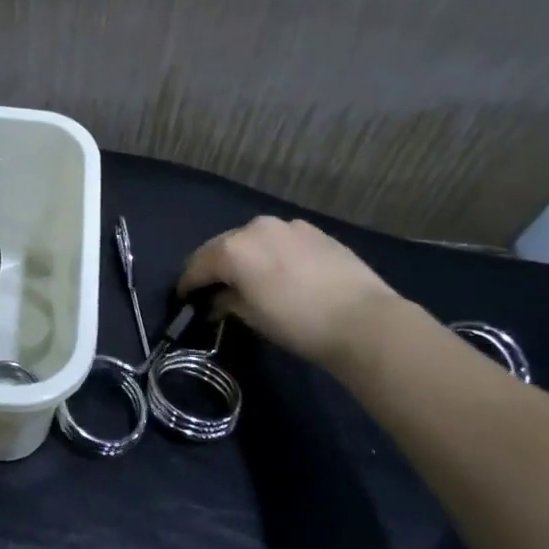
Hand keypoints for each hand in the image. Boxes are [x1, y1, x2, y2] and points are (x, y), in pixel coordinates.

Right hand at [177, 215, 401, 367]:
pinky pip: (279, 240)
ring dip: (243, 257)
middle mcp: (255, 228)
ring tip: (247, 279)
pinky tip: (279, 273)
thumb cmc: (298, 323)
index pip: (197, 265)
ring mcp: (287, 226)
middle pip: (222, 246)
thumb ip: (227, 302)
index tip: (184, 298)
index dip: (187, 284)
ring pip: (252, 239)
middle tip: (212, 289)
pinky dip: (270, 253)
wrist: (364, 320)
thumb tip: (216, 301)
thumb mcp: (253, 317)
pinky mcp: (313, 231)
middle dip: (214, 267)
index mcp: (233, 249)